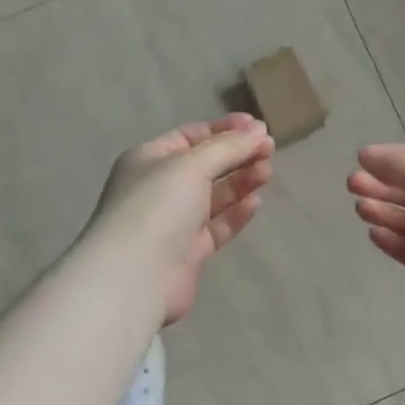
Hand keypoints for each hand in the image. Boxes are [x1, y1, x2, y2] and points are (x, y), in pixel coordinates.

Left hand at [87, 114, 275, 324]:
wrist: (134, 277)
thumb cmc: (157, 207)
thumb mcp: (192, 164)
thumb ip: (228, 146)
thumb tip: (259, 131)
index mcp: (149, 159)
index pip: (191, 136)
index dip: (225, 129)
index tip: (258, 127)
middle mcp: (158, 188)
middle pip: (205, 165)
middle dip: (237, 155)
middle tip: (270, 150)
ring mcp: (172, 222)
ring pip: (213, 196)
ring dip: (240, 181)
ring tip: (267, 172)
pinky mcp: (187, 252)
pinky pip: (216, 226)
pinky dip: (235, 214)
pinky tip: (255, 203)